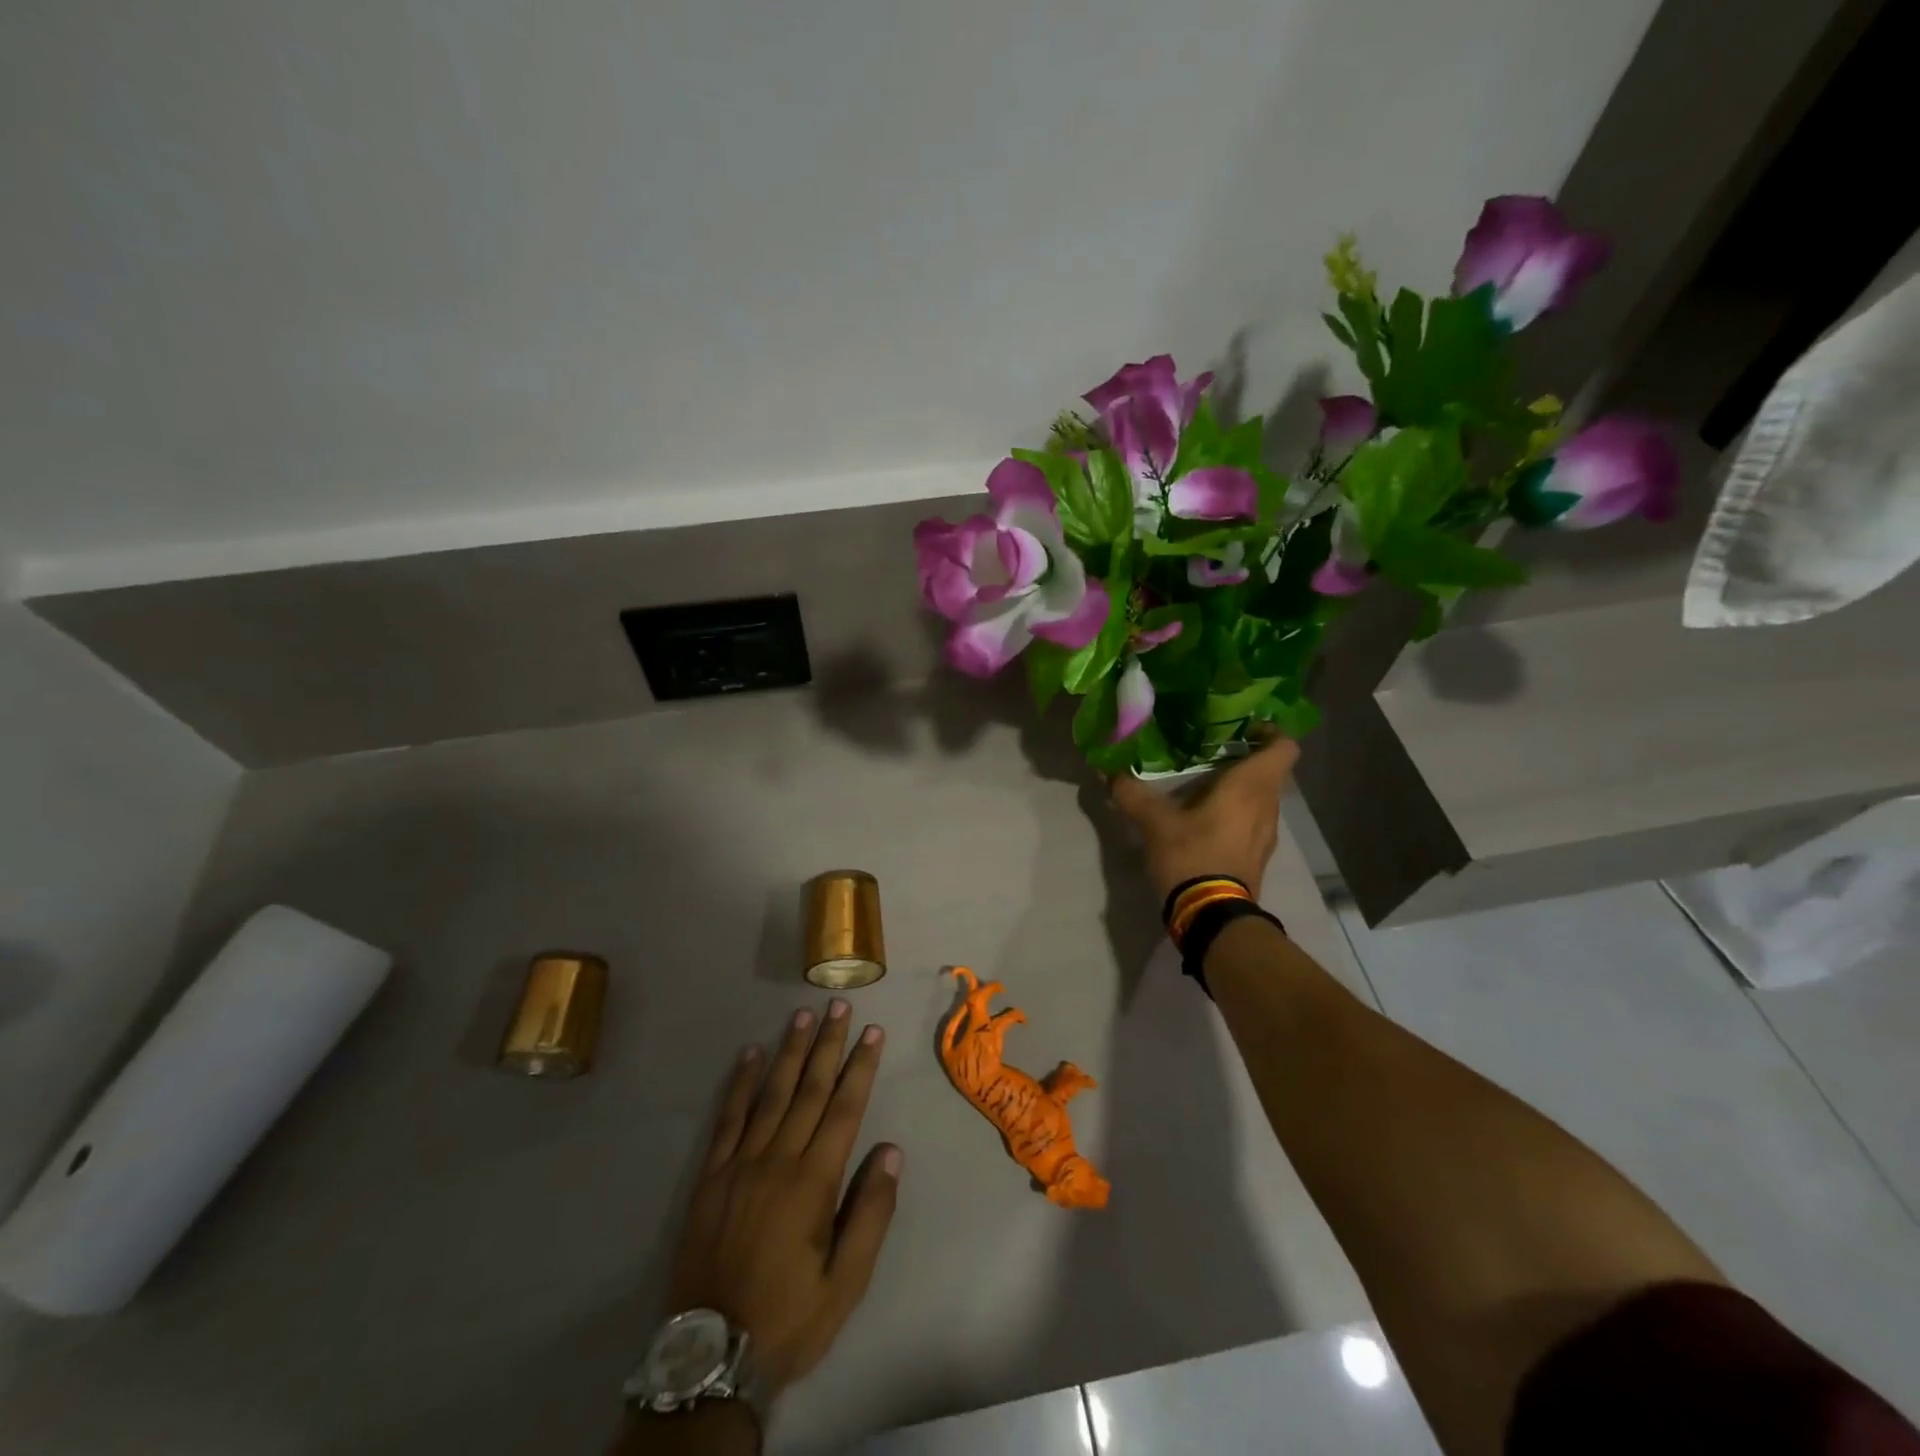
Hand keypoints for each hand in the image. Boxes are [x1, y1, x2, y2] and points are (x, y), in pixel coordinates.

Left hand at [663, 1001, 900, 1397]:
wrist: (712, 1355)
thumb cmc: (789, 1317)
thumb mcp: (846, 1283)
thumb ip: (870, 1214)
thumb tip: (890, 1151)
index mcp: (813, 1182)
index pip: (844, 1109)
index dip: (860, 1067)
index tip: (872, 1032)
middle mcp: (778, 1159)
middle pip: (809, 1089)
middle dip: (828, 1044)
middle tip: (838, 1005)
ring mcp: (740, 1163)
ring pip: (771, 1094)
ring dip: (790, 1051)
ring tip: (802, 1015)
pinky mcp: (711, 1175)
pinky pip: (728, 1119)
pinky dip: (739, 1084)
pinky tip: (749, 1055)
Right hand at [1108, 735, 1300, 901]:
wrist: (1212, 917)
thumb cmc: (1192, 856)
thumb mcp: (1154, 822)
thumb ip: (1131, 793)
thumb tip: (1106, 770)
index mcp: (1251, 787)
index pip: (1283, 746)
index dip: (1268, 731)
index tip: (1239, 728)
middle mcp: (1268, 805)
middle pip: (1270, 770)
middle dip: (1243, 756)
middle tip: (1208, 750)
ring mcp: (1267, 833)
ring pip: (1262, 796)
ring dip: (1239, 786)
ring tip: (1202, 782)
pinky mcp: (1258, 854)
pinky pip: (1254, 819)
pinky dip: (1236, 810)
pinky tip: (1205, 816)